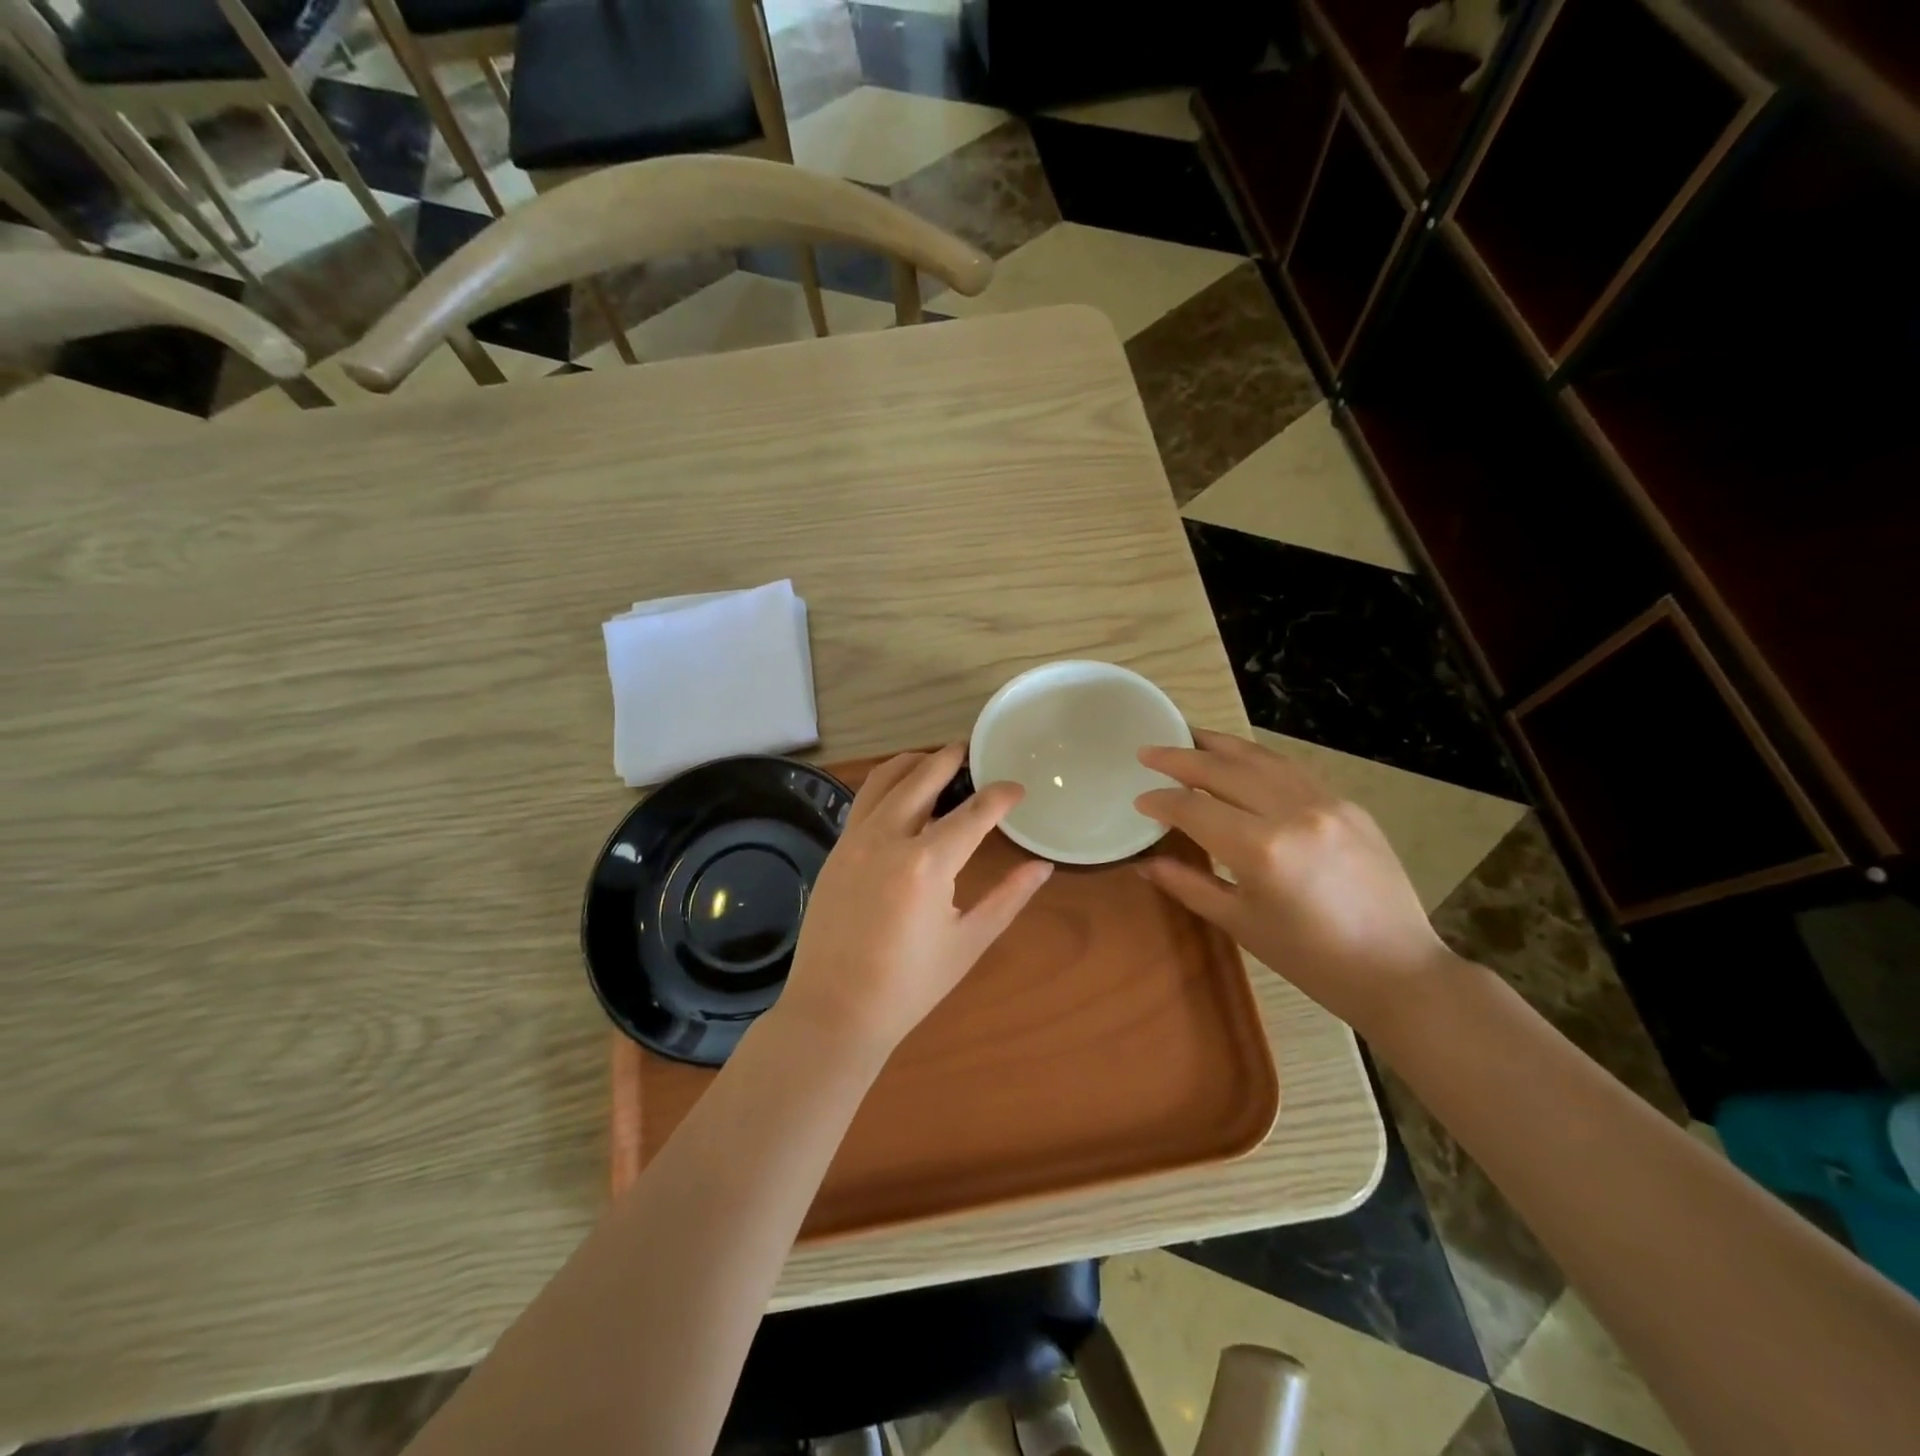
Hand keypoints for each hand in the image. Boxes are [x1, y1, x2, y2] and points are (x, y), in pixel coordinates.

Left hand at [777, 743, 1053, 1056]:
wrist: (833, 1012)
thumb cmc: (909, 986)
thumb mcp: (968, 942)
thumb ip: (1008, 898)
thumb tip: (1041, 866)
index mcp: (927, 863)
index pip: (974, 813)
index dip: (1000, 796)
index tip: (1017, 789)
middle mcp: (887, 838)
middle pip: (922, 777)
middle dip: (950, 758)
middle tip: (970, 751)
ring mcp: (854, 841)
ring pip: (884, 780)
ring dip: (912, 762)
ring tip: (933, 759)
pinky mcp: (835, 851)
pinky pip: (862, 801)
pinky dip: (885, 785)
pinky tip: (900, 794)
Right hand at [1134, 729, 1456, 1036]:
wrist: (1397, 970)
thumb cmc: (1310, 959)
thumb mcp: (1240, 923)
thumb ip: (1188, 884)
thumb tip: (1144, 863)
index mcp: (1261, 849)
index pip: (1194, 808)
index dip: (1161, 801)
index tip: (1139, 799)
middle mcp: (1292, 812)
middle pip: (1223, 770)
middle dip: (1180, 757)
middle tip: (1147, 750)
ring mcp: (1326, 802)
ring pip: (1261, 758)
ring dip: (1219, 745)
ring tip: (1187, 735)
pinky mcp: (1348, 805)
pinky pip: (1292, 770)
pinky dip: (1257, 760)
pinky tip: (1239, 760)